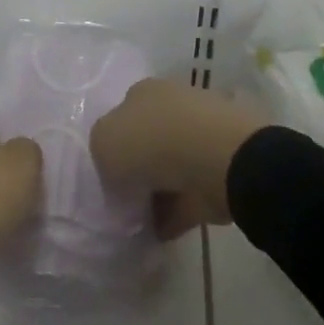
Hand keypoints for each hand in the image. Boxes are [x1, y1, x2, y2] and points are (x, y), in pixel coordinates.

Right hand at [90, 79, 269, 239]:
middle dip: (138, 170)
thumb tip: (120, 172)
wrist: (215, 159)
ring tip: (140, 222)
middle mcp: (173, 106)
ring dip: (158, 193)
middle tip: (125, 200)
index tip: (110, 175)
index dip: (115, 145)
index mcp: (143, 92)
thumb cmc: (151, 142)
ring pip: (171, 168)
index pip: (123, 115)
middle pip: (149, 141)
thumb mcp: (103, 143)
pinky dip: (176, 212)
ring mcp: (201, 137)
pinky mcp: (221, 169)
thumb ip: (104, 155)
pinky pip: (190, 194)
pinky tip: (161, 232)